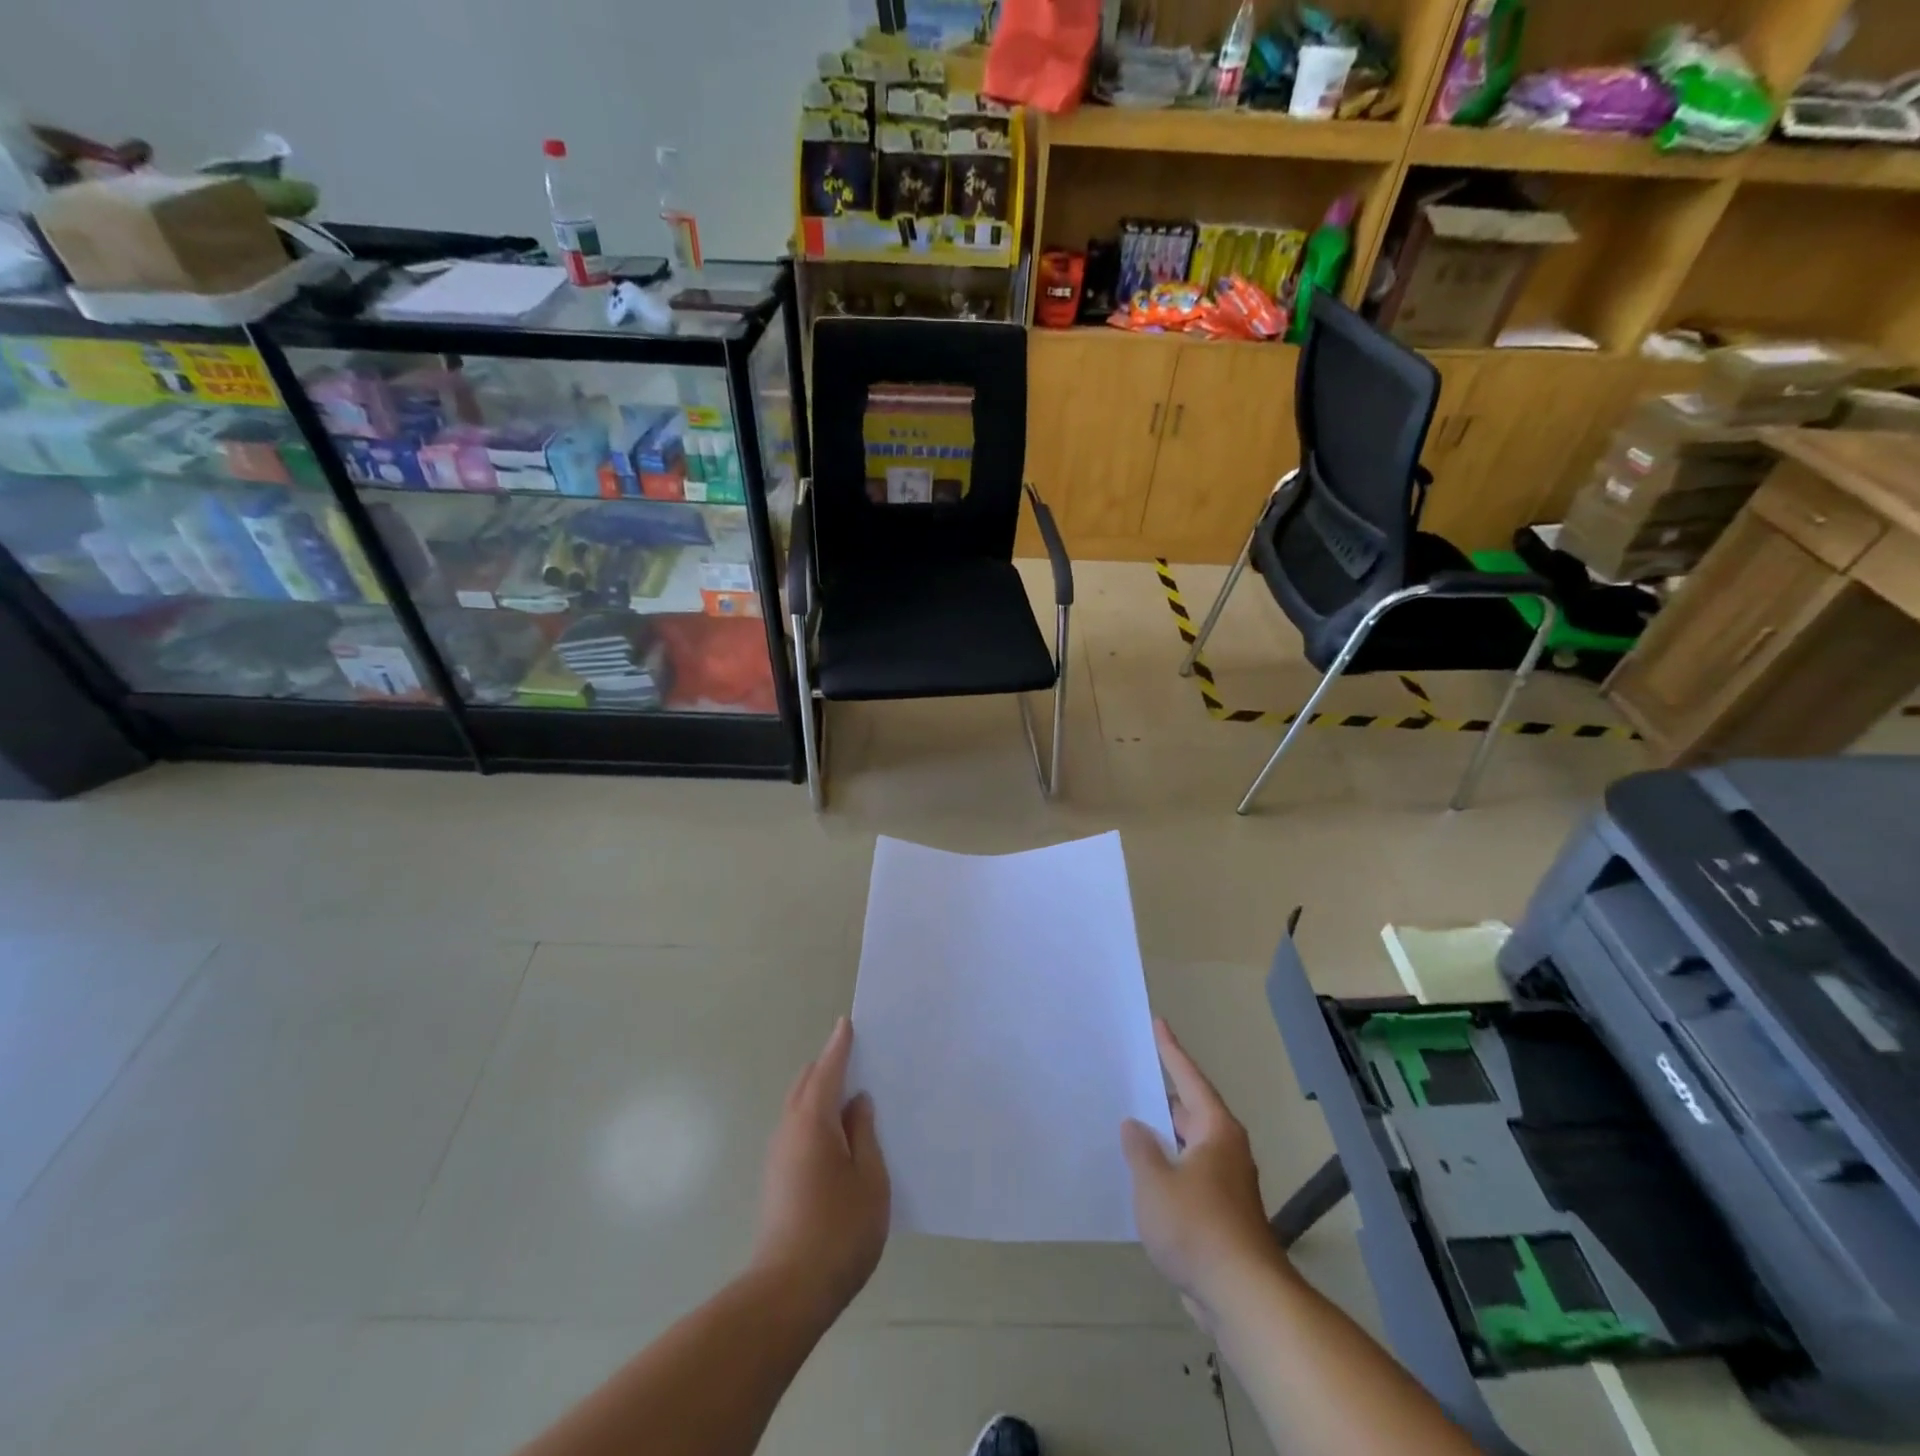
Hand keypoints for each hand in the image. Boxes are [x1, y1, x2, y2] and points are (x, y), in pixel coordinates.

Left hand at [752, 1017, 889, 1319]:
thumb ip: (864, 1134)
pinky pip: (797, 1129)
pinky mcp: (776, 1179)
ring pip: (798, 1107)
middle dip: (828, 1066)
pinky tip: (836, 1134)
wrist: (787, 1293)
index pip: (827, 1069)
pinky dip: (815, 1116)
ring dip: (820, 1092)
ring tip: (851, 1094)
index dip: (839, 1045)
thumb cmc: (839, 1231)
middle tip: (857, 1057)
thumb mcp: (870, 1179)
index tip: (847, 1023)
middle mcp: (789, 1129)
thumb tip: (857, 1102)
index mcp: (813, 1121)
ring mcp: (778, 1156)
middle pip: (806, 1083)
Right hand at [1122, 1019, 1283, 1321]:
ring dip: (1161, 1138)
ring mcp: (1224, 1185)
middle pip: (1189, 1112)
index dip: (1171, 1051)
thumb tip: (1135, 1126)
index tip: (1158, 1023)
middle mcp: (1224, 1150)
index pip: (1189, 1078)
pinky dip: (1165, 1170)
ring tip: (1127, 1124)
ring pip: (1187, 1148)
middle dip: (1160, 1098)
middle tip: (1129, 1077)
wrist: (1243, 1298)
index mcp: (1215, 1130)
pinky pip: (1186, 1177)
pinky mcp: (1220, 1216)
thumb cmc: (1198, 1227)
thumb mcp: (1155, 1181)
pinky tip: (1141, 1177)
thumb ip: (1140, 1148)